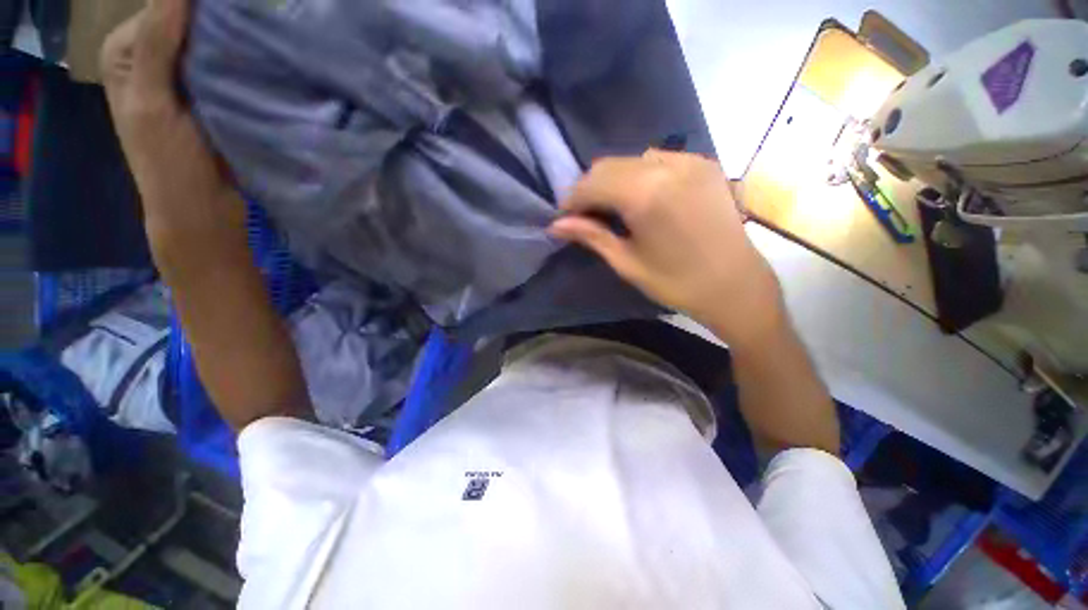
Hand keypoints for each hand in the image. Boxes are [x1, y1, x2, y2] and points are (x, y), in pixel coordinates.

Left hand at [100, 0, 245, 278]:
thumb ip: (157, 43)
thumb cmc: (169, 162)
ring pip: (207, 41)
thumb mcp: (152, 101)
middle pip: (186, 20)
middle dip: (216, 20)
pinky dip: (240, 60)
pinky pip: (223, 64)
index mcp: (126, 51)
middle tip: (251, 26)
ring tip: (261, 41)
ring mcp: (180, 75)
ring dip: (232, 40)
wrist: (203, 208)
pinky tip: (259, 62)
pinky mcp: (207, 93)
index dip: (195, 5)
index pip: (163, 6)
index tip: (237, 12)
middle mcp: (149, 55)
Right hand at [550, 150, 783, 346]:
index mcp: (644, 195)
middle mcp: (666, 167)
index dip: (573, 200)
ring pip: (632, 160)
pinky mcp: (704, 164)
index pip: (592, 183)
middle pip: (608, 165)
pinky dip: (640, 175)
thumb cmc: (676, 282)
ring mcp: (688, 161)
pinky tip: (644, 198)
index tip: (565, 218)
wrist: (735, 285)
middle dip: (590, 189)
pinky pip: (658, 160)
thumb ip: (590, 236)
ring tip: (614, 208)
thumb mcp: (626, 262)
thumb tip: (555, 225)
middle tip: (585, 216)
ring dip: (614, 181)